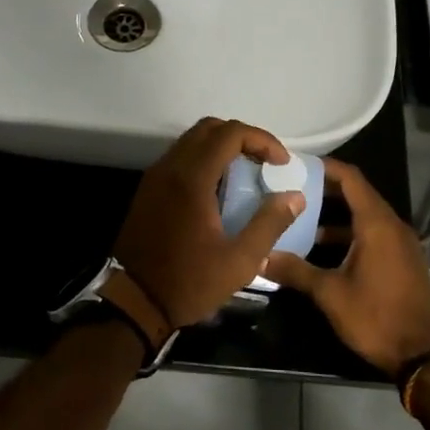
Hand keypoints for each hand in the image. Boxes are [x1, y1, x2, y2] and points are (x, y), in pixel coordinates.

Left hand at [114, 118, 305, 329]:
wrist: (134, 301)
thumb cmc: (189, 282)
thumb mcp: (240, 261)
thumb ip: (269, 224)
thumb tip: (294, 197)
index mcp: (192, 179)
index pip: (230, 133)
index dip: (261, 140)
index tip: (281, 162)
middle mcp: (170, 167)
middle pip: (209, 128)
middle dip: (242, 137)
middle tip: (264, 162)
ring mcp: (155, 177)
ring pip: (191, 141)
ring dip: (221, 147)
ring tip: (246, 173)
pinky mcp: (148, 190)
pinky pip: (179, 158)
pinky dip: (203, 160)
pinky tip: (219, 189)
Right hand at [265, 160, 429, 376]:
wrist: (423, 355)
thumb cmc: (376, 317)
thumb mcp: (330, 294)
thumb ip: (295, 271)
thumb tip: (261, 256)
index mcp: (377, 224)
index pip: (350, 178)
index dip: (324, 167)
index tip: (296, 164)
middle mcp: (392, 226)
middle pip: (358, 194)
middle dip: (325, 190)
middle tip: (291, 190)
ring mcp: (401, 244)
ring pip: (365, 217)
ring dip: (336, 216)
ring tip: (300, 220)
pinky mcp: (403, 261)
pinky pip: (374, 235)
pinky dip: (350, 234)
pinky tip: (323, 250)